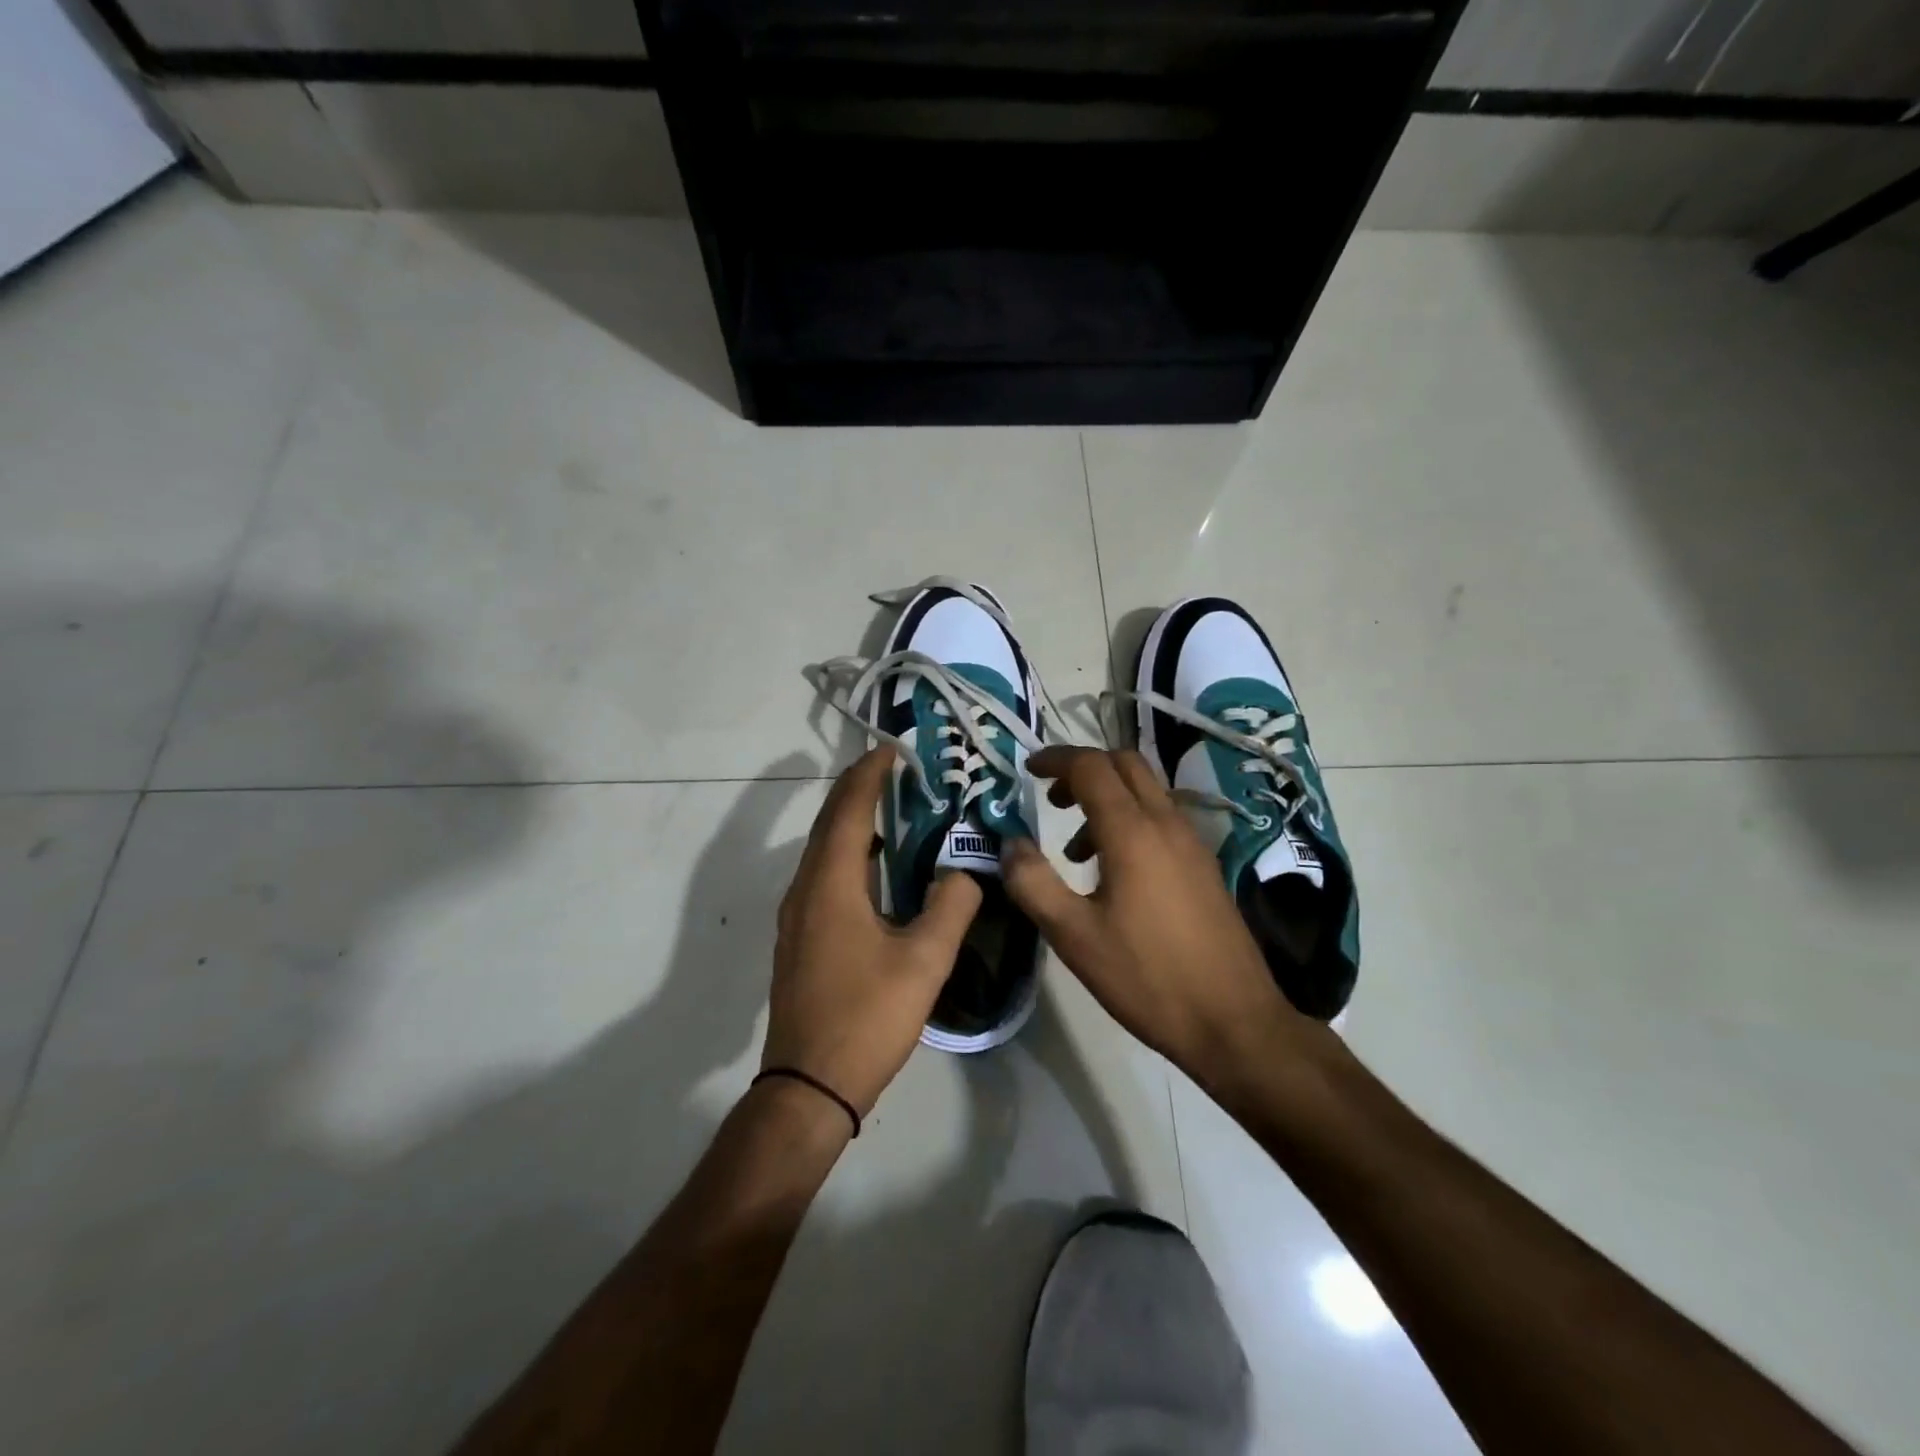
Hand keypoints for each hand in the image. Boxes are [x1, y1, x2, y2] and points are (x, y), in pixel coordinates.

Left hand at [764, 747, 982, 1117]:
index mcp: (831, 884)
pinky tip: (877, 868)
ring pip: (823, 850)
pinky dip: (848, 853)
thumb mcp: (924, 961)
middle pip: (829, 823)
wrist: (810, 1086)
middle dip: (859, 790)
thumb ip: (951, 906)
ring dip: (852, 821)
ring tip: (892, 809)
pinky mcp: (800, 937)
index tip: (893, 750)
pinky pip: (823, 875)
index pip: (847, 810)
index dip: (868, 775)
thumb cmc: (867, 1017)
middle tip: (897, 771)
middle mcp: (805, 889)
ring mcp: (797, 915)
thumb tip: (964, 870)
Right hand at [1003, 747, 1307, 1078]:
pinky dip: (1130, 819)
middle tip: (1051, 796)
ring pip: (1146, 790)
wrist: (1233, 1021)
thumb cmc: (1147, 977)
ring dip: (1107, 796)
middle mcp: (1166, 823)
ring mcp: (1192, 842)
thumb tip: (1011, 844)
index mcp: (1132, 831)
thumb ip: (1034, 883)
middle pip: (1125, 763)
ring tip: (1074, 846)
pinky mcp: (1203, 864)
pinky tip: (1113, 871)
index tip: (1028, 769)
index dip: (1056, 759)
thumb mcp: (1073, 936)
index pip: (1091, 767)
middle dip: (1084, 768)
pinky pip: (1161, 818)